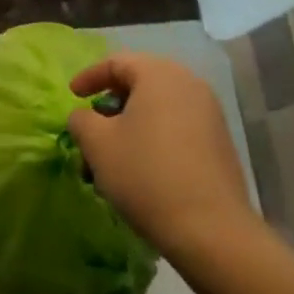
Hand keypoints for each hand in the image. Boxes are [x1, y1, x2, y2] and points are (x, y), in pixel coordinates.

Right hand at [67, 53, 256, 264]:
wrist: (212, 231)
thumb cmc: (146, 175)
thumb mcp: (98, 144)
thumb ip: (82, 120)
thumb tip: (85, 117)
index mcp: (159, 74)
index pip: (116, 62)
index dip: (89, 77)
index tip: (73, 96)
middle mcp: (188, 84)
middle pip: (139, 84)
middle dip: (111, 106)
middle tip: (92, 129)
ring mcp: (209, 113)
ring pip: (158, 109)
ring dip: (131, 127)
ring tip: (113, 158)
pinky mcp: (220, 143)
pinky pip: (177, 128)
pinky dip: (154, 139)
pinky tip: (142, 171)